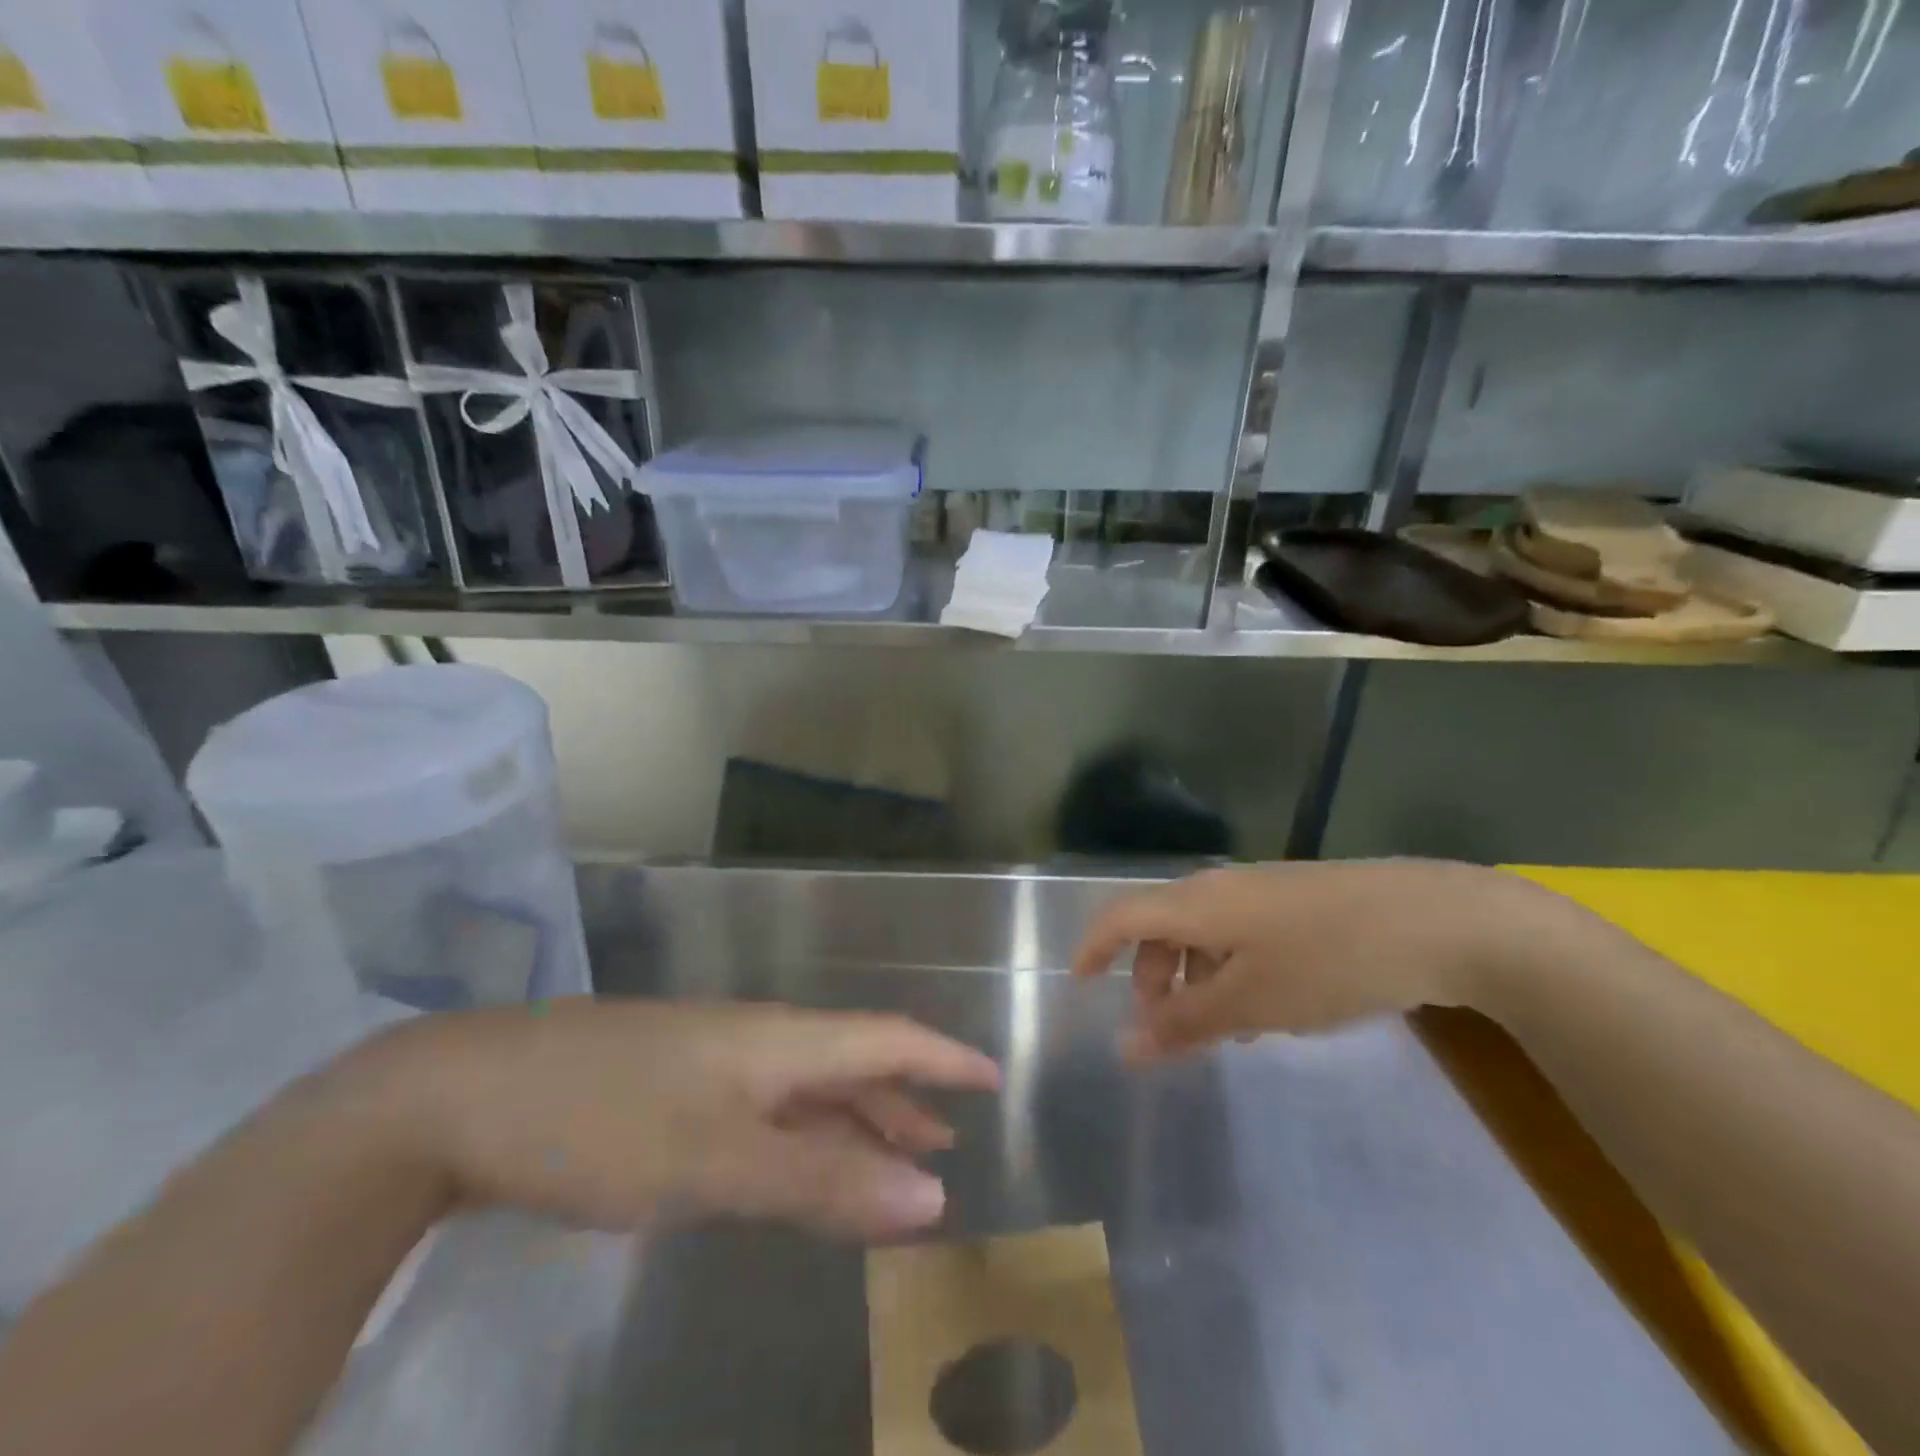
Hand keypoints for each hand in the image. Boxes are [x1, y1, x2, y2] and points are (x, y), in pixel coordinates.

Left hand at [350, 1000, 1001, 1239]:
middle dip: (903, 1102)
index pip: (886, 1039)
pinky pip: (762, 1112)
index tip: (991, 1079)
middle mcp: (755, 1043)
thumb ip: (825, 1182)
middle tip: (945, 1144)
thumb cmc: (604, 1121)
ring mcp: (709, 1064)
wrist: (462, 1097)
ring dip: (852, 1124)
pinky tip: (793, 1165)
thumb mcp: (720, 1162)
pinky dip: (798, 1141)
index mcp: (778, 1042)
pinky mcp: (670, 1092)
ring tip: (890, 1160)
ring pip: (804, 1091)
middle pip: (850, 1065)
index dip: (942, 1059)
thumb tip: (933, 1197)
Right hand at [1071, 860, 1555, 1060]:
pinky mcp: (1296, 901)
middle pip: (1161, 926)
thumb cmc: (1329, 961)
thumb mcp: (1251, 1002)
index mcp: (1196, 903)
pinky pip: (1240, 934)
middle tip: (1164, 1029)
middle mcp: (1219, 888)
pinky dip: (1231, 970)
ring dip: (1194, 978)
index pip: (1121, 916)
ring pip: (1203, 933)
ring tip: (1222, 1031)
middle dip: (1150, 976)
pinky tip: (1267, 1008)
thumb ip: (1185, 1024)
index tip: (1079, 986)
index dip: (1093, 947)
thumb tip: (1126, 1048)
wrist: (1437, 919)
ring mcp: (1261, 891)